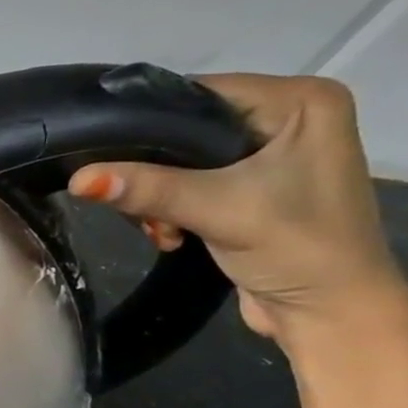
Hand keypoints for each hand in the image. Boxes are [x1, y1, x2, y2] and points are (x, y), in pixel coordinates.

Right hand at [67, 73, 407, 346]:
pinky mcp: (252, 187)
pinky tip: (172, 234)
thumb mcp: (217, 210)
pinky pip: (190, 182)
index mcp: (301, 101)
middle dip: (151, 171)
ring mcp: (270, 153)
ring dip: (157, 197)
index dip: (148, 123)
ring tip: (161, 229)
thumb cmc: (297, 248)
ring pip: (181, 160)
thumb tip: (78, 179)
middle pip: (186, 128)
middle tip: (138, 207)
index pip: (200, 93)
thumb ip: (148, 189)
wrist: (329, 314)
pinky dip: (170, 209)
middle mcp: (288, 117)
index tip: (103, 154)